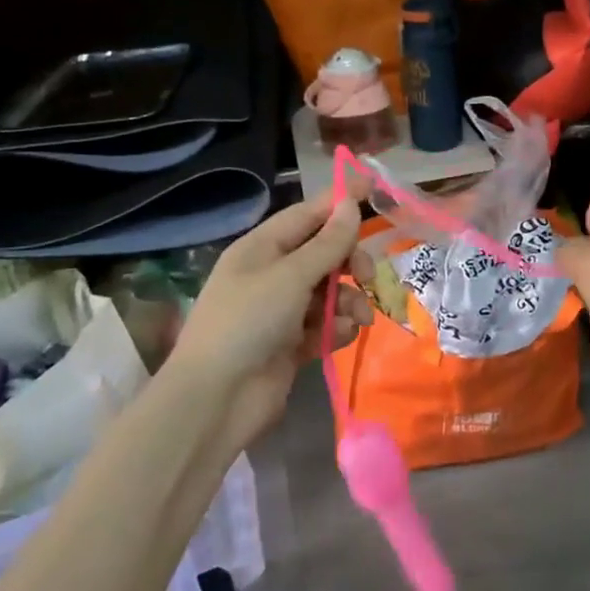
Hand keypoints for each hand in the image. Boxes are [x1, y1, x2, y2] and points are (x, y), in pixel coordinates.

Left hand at [172, 187, 373, 445]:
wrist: (215, 400)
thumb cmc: (247, 322)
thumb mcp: (291, 276)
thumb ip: (327, 243)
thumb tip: (350, 204)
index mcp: (263, 247)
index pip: (308, 214)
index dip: (340, 202)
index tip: (374, 190)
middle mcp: (272, 273)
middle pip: (324, 252)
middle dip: (350, 261)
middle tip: (367, 276)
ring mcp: (281, 309)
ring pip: (330, 291)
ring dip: (350, 300)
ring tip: (358, 319)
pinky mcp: (291, 343)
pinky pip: (326, 323)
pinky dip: (337, 328)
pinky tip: (341, 337)